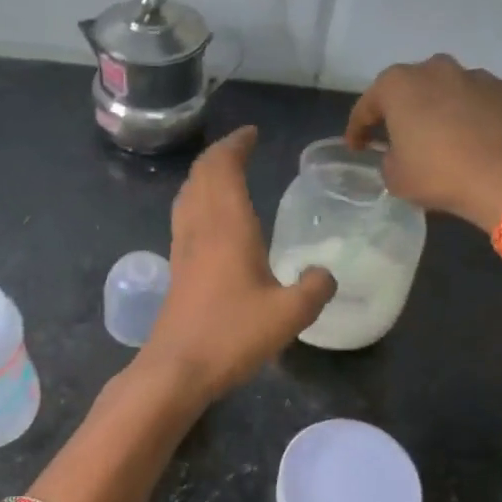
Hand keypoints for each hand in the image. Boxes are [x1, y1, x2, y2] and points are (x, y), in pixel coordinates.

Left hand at [138, 126, 335, 405]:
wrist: (176, 369)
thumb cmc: (232, 335)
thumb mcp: (290, 315)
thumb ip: (314, 289)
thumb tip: (325, 274)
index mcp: (227, 226)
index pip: (224, 168)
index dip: (236, 145)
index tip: (251, 133)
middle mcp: (200, 228)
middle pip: (201, 175)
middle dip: (220, 155)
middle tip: (242, 147)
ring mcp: (182, 247)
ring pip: (188, 194)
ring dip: (205, 176)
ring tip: (226, 174)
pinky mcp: (176, 268)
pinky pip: (184, 216)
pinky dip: (198, 200)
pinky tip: (212, 220)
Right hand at [345, 54, 501, 231]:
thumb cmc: (440, 174)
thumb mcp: (396, 177)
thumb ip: (389, 159)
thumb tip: (399, 154)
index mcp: (400, 85)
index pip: (368, 105)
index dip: (358, 129)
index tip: (356, 148)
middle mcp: (437, 69)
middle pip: (411, 89)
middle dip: (403, 110)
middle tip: (399, 137)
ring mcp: (478, 76)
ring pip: (450, 91)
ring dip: (442, 110)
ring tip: (443, 140)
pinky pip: (482, 102)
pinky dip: (476, 116)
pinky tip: (478, 140)